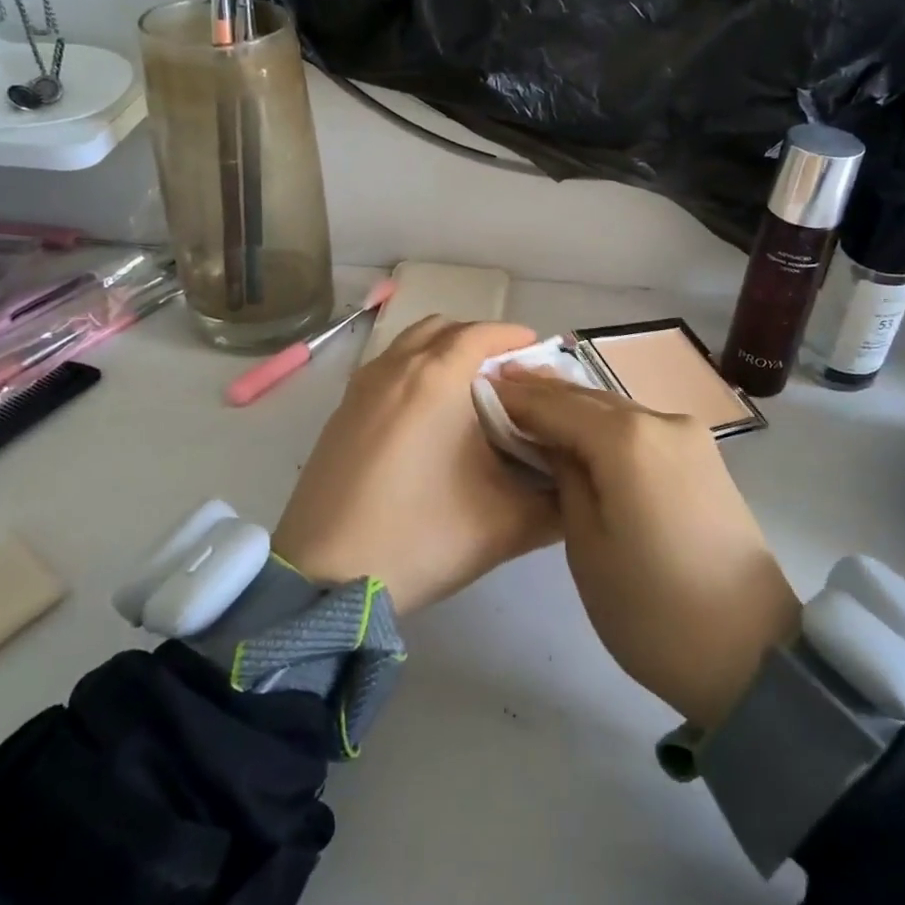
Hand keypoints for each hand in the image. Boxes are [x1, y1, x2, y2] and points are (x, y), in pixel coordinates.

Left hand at [273, 318, 560, 613]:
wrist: (324, 576)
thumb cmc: (420, 537)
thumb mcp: (505, 525)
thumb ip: (556, 503)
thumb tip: (580, 487)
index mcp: (437, 379)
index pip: (482, 333)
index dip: (514, 337)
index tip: (537, 353)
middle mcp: (396, 368)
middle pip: (444, 328)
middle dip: (479, 340)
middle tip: (506, 375)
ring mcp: (361, 387)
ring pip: (410, 344)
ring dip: (442, 351)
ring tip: (467, 392)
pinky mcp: (340, 411)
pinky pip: (386, 368)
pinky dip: (413, 370)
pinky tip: (426, 417)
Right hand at [491, 370, 800, 728]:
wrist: (751, 653)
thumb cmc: (652, 608)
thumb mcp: (586, 545)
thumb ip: (566, 478)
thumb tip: (557, 445)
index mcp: (627, 438)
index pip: (557, 404)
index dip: (516, 398)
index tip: (480, 388)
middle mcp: (661, 420)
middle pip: (589, 397)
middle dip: (544, 393)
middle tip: (500, 387)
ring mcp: (689, 436)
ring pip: (617, 409)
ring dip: (576, 407)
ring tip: (533, 406)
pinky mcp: (704, 457)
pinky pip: (642, 427)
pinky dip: (607, 425)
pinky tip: (582, 432)